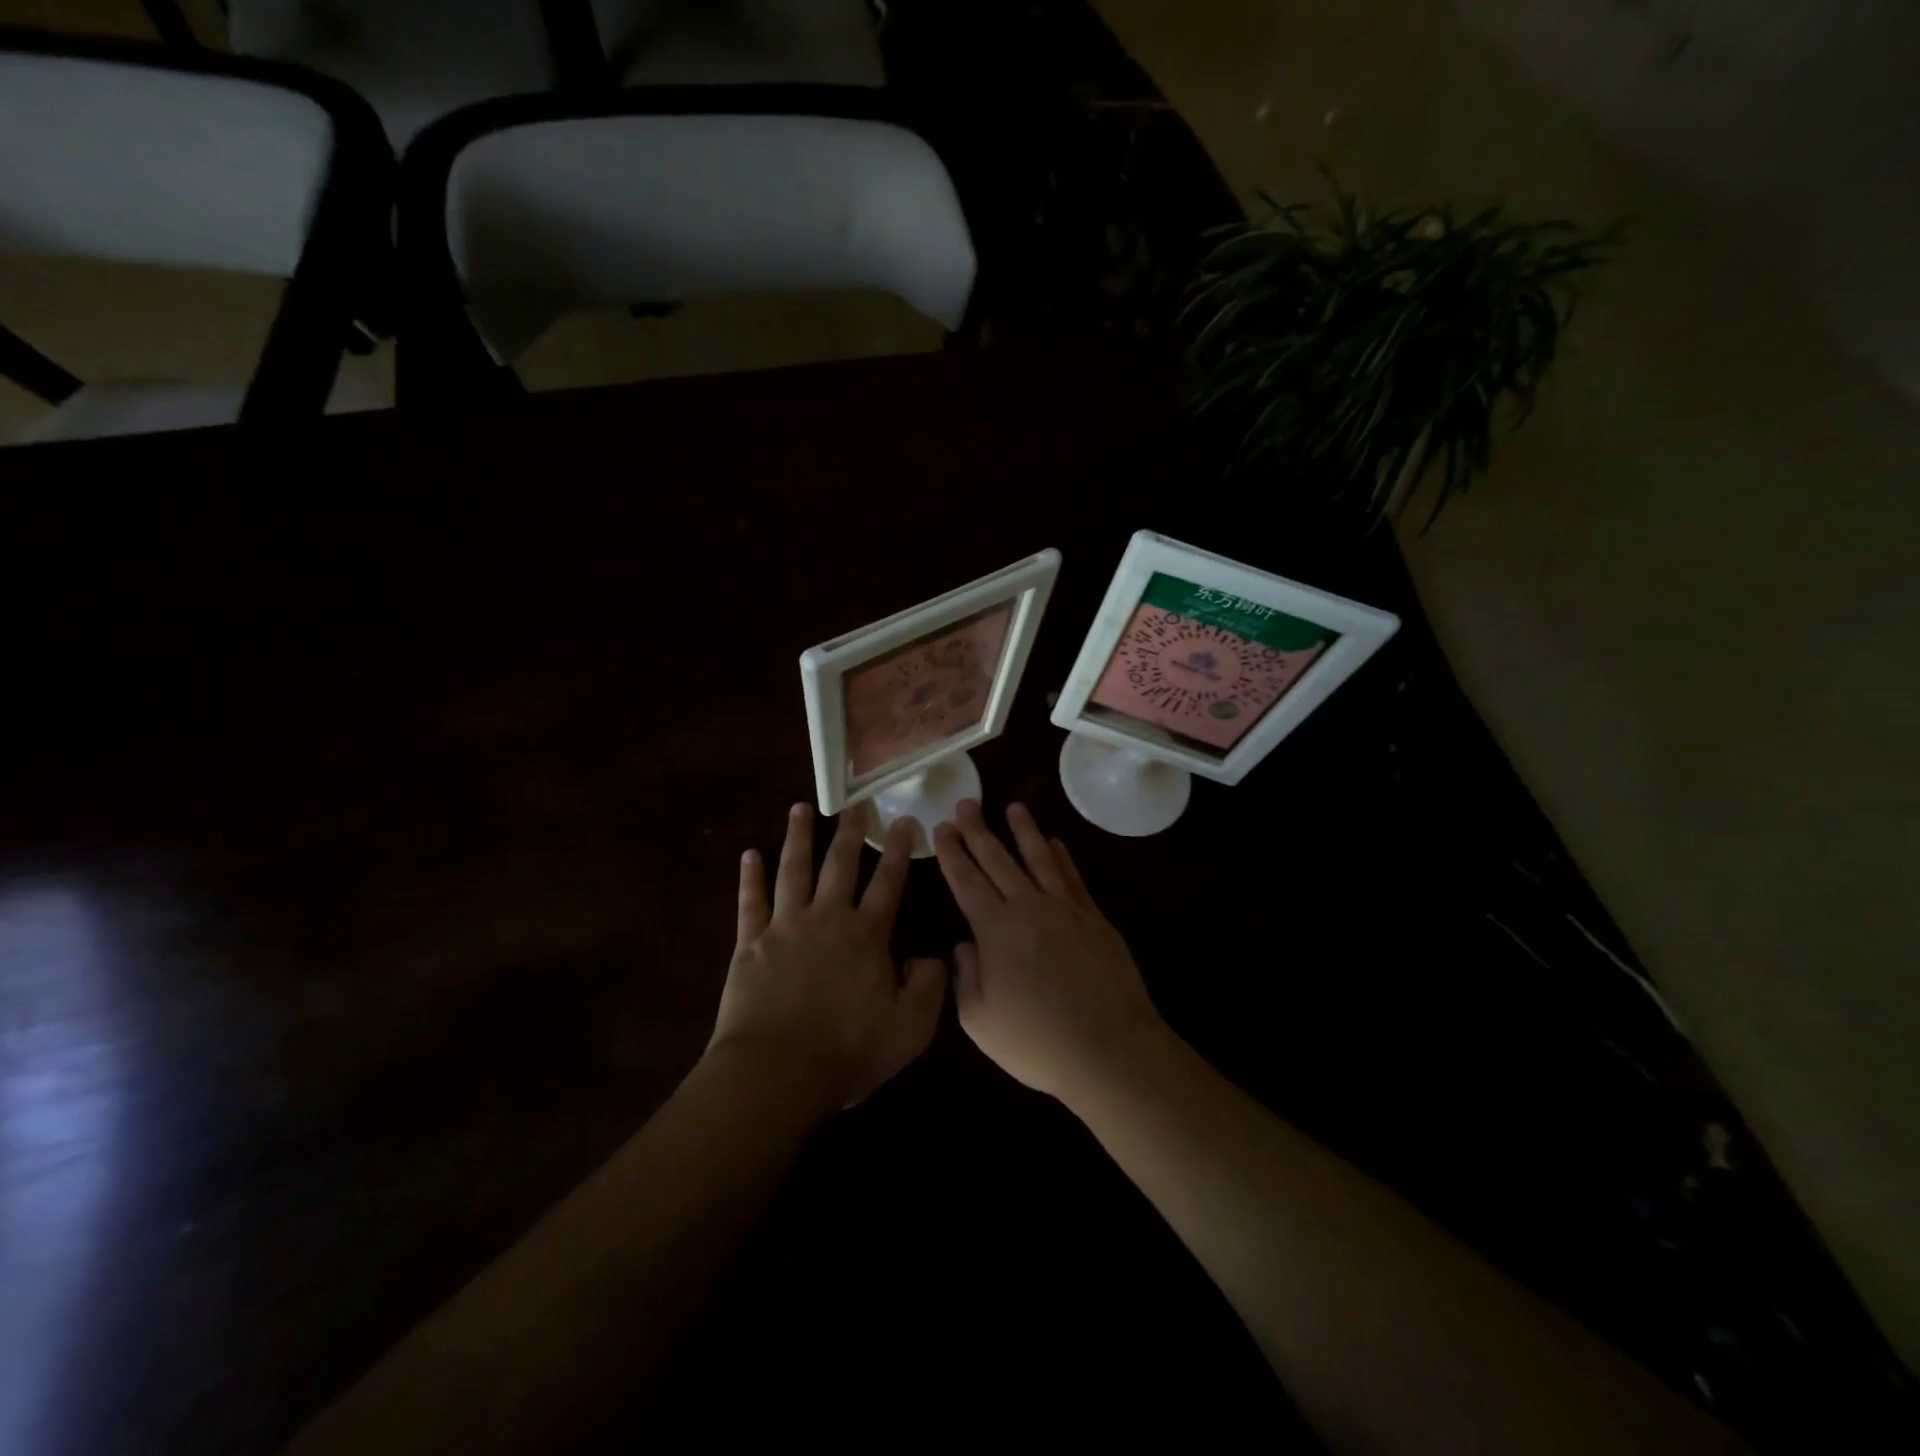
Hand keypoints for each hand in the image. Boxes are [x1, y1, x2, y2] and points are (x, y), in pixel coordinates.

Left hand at [710, 803, 945, 1116]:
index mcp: (866, 935)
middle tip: (855, 802)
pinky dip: (749, 877)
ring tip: (800, 809)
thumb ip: (929, 987)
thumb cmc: (847, 1051)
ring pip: (793, 870)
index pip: (888, 882)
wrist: (776, 1072)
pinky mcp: (749, 943)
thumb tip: (930, 957)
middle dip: (849, 831)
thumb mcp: (910, 1028)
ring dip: (798, 837)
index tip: (904, 820)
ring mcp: (784, 926)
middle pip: (840, 864)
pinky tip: (748, 854)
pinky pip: (750, 901)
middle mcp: (827, 918)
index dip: (897, 850)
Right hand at [933, 800, 1165, 1101]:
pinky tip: (1055, 842)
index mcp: (995, 929)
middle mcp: (1028, 907)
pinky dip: (1062, 856)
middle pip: (998, 860)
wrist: (1108, 1048)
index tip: (942, 827)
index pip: (966, 881)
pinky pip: (1073, 877)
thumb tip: (963, 945)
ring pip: (1039, 858)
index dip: (952, 853)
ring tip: (1013, 806)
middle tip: (966, 803)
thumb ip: (965, 977)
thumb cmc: (1037, 1041)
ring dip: (1024, 830)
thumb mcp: (979, 1020)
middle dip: (978, 830)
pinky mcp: (1094, 918)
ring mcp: (1065, 909)